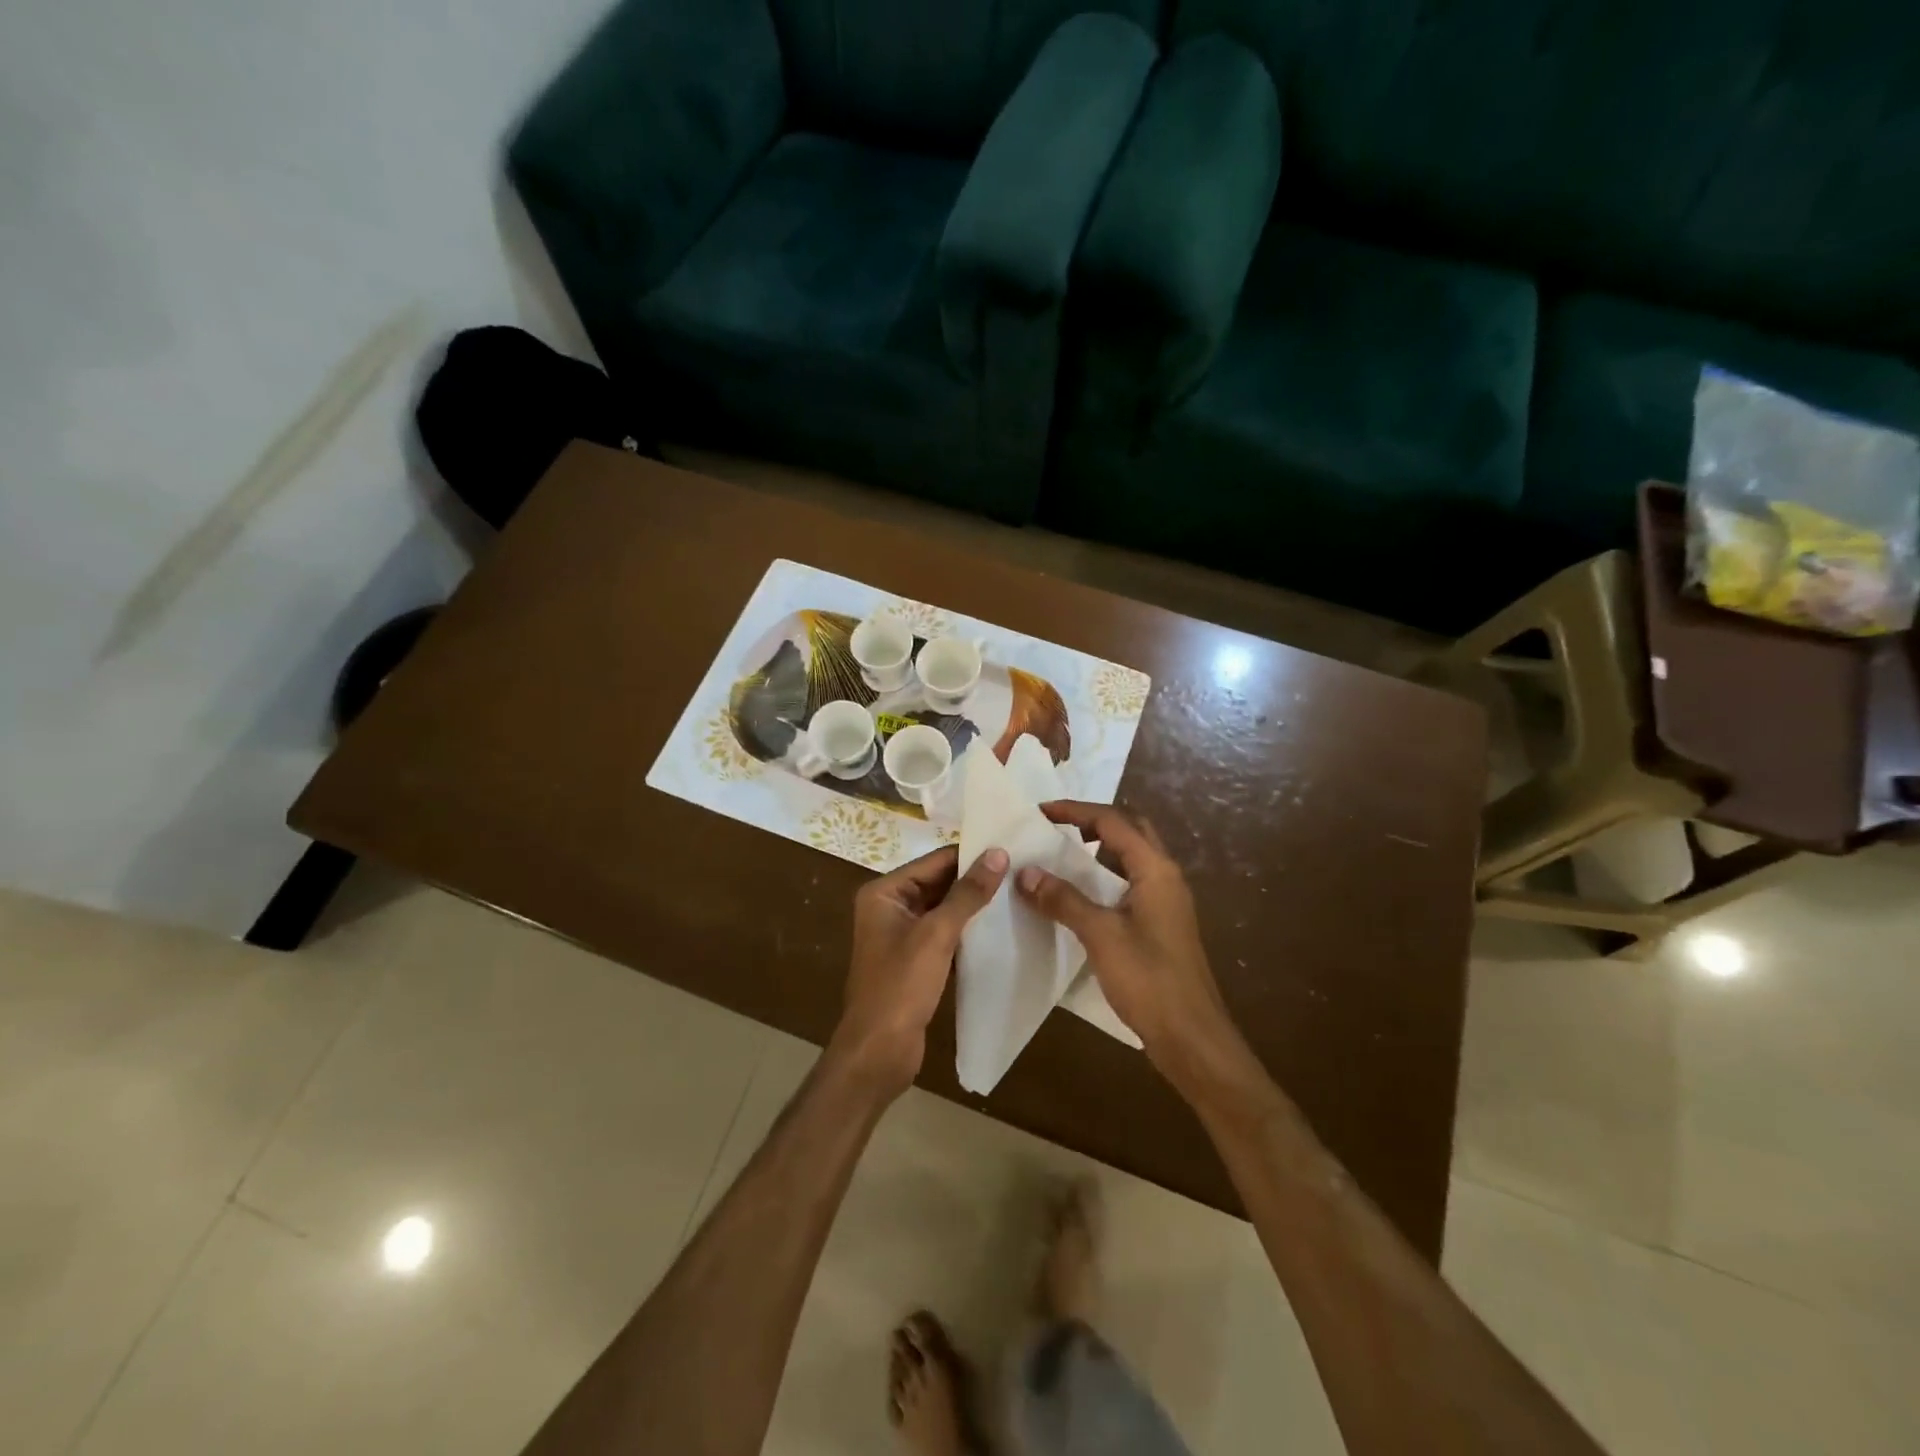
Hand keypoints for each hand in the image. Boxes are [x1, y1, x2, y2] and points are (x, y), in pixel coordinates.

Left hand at [830, 844, 1008, 1096]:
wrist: (878, 1052)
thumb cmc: (900, 986)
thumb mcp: (936, 934)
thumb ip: (968, 893)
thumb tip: (998, 853)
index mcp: (884, 893)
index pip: (934, 861)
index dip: (971, 856)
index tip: (1011, 849)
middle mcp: (890, 908)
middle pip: (939, 884)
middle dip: (975, 881)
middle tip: (1021, 873)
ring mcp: (901, 936)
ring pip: (944, 911)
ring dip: (974, 907)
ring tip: (1017, 896)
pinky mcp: (915, 961)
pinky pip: (944, 936)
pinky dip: (967, 933)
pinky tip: (999, 931)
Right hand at [1016, 803, 1262, 1104]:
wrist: (1192, 1038)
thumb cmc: (1149, 980)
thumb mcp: (1101, 935)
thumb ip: (1064, 900)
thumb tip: (1025, 872)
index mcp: (1156, 869)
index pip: (1113, 821)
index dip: (1075, 811)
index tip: (1040, 812)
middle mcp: (1165, 877)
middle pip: (1128, 831)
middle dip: (1090, 823)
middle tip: (1054, 829)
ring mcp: (1165, 902)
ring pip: (1129, 859)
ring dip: (1096, 851)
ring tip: (1058, 858)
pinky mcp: (1160, 925)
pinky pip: (1128, 885)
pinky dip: (1102, 879)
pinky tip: (1077, 898)